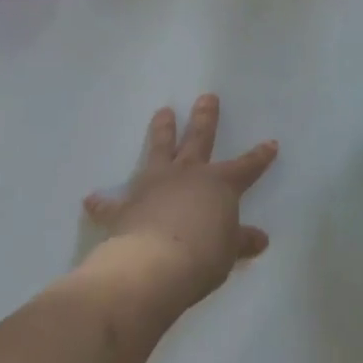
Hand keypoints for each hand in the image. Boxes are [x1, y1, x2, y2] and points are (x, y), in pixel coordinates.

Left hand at [83, 95, 277, 311]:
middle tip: (206, 97)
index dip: (259, 156)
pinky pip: (112, 202)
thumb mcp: (229, 251)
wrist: (153, 266)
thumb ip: (241, 242)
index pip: (246, 167)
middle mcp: (187, 175)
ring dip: (161, 131)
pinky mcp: (126, 207)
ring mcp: (154, 186)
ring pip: (159, 150)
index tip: (270, 143)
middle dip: (205, 118)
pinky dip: (102, 202)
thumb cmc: (202, 256)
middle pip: (199, 139)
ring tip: (162, 112)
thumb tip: (260, 240)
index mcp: (219, 184)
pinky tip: (91, 199)